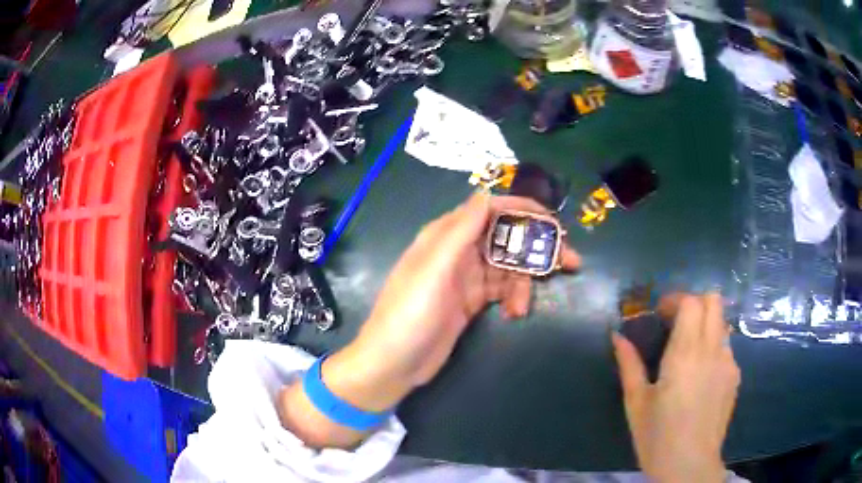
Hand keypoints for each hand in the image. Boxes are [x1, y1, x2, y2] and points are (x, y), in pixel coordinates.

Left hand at [279, 192, 579, 447]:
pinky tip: (514, 314)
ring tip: (523, 307)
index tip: (554, 224)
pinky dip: (514, 298)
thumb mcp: (433, 270)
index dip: (523, 211)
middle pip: (505, 237)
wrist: (393, 364)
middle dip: (537, 247)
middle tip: (569, 262)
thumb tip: (485, 194)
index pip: (490, 209)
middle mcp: (458, 251)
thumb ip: (459, 231)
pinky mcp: (471, 301)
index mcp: (445, 236)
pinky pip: (502, 289)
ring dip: (524, 281)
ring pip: (508, 266)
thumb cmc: (409, 315)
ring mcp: (466, 278)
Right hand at [612, 292, 739, 482]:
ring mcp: (728, 363)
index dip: (675, 300)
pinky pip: (726, 347)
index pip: (691, 303)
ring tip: (688, 349)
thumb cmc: (657, 437)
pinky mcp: (735, 377)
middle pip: (713, 301)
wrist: (689, 466)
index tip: (660, 314)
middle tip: (676, 323)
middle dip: (694, 303)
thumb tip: (617, 335)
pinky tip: (701, 374)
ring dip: (705, 324)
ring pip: (722, 323)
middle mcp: (712, 350)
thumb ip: (629, 364)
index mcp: (685, 354)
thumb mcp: (636, 403)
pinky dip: (713, 346)